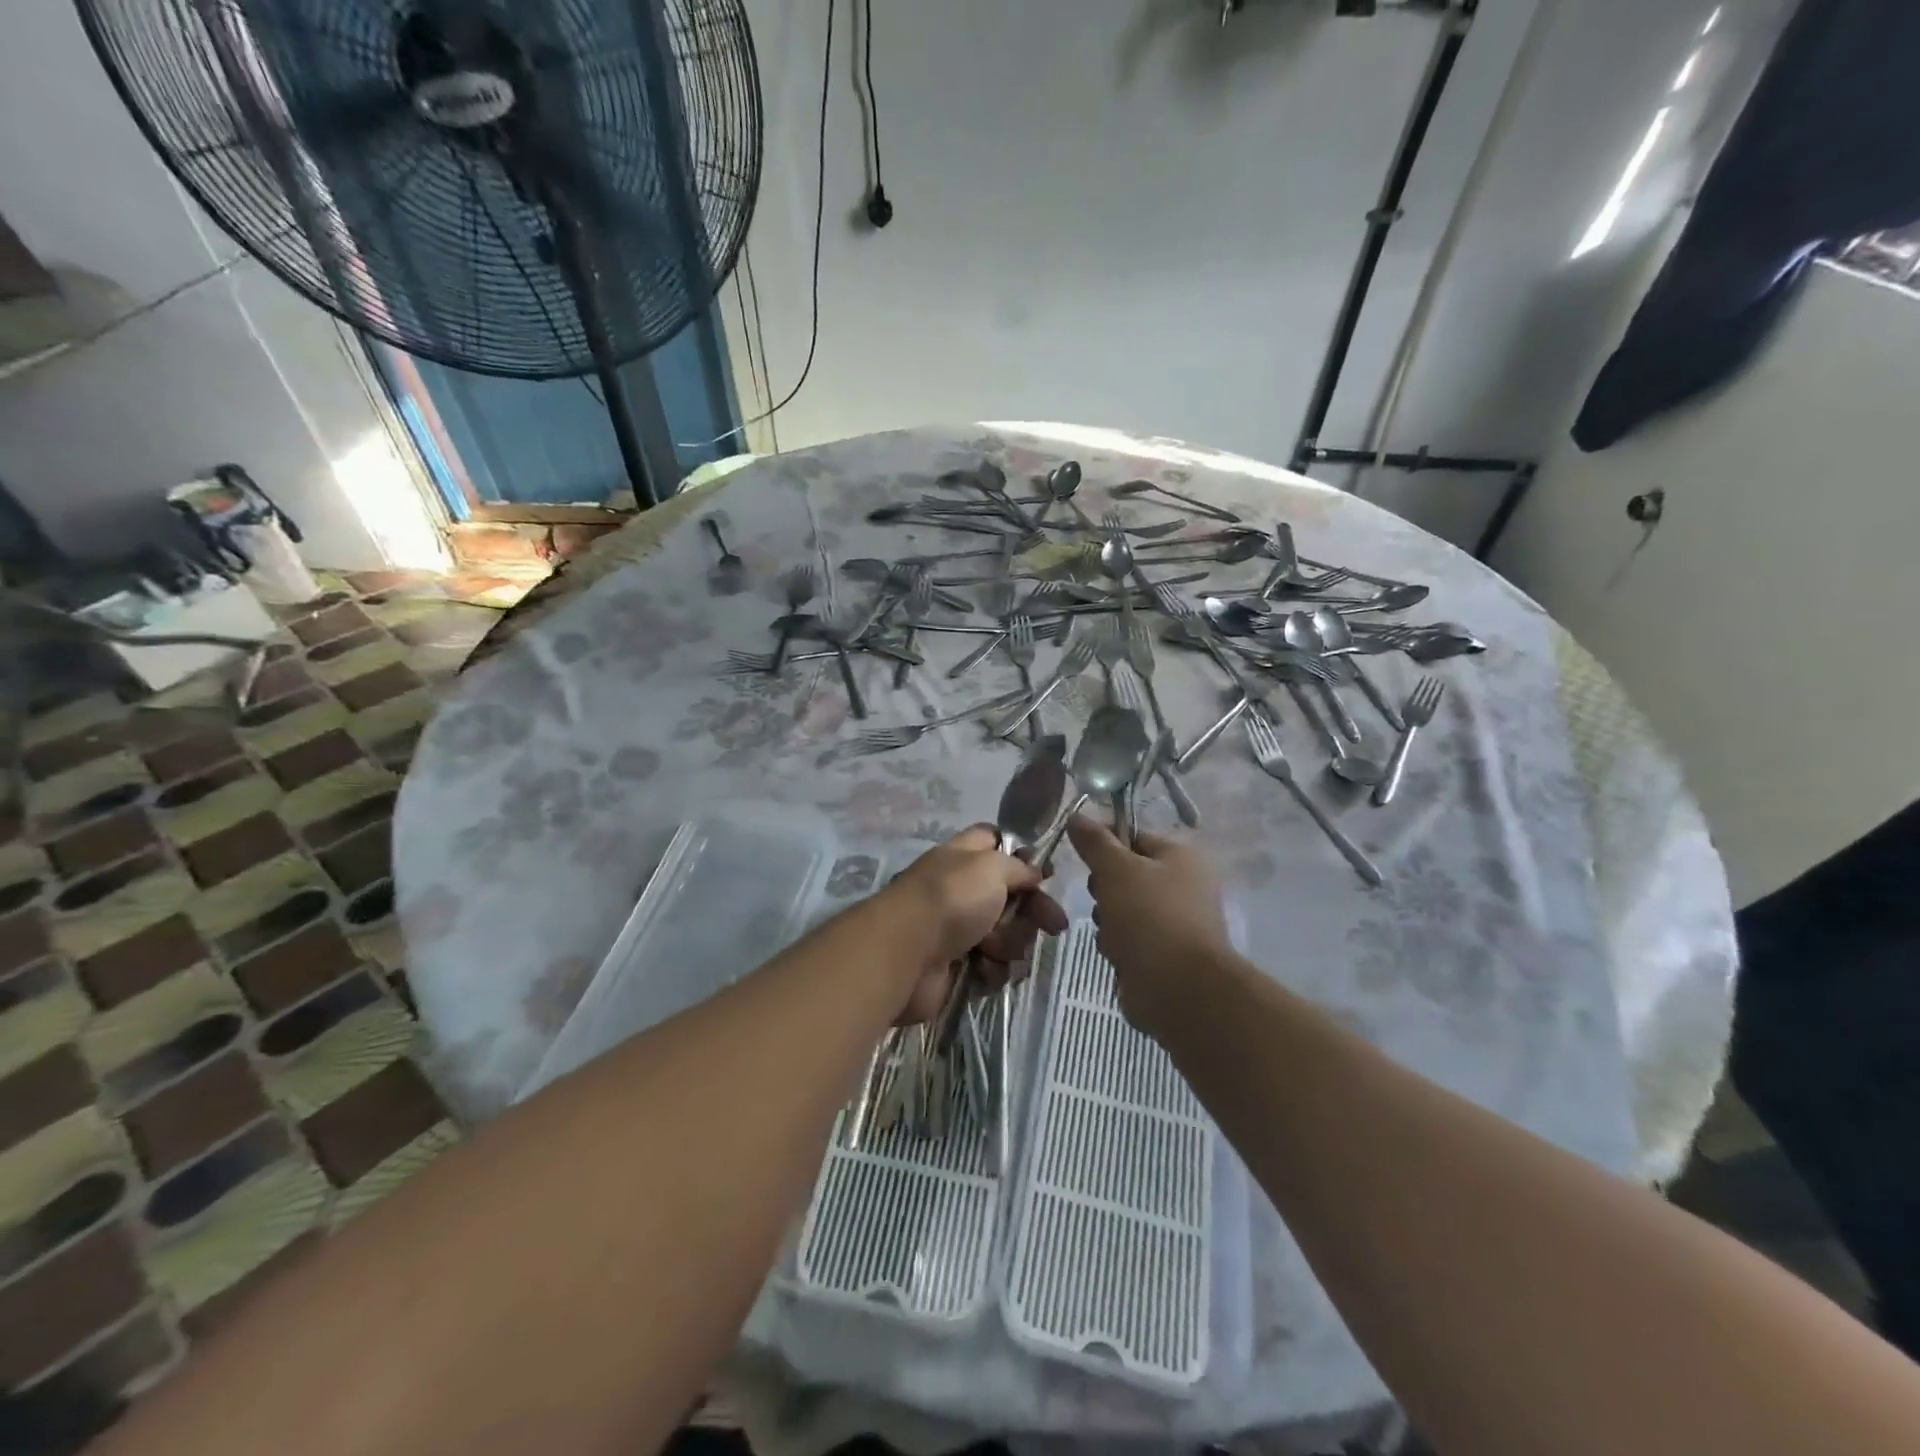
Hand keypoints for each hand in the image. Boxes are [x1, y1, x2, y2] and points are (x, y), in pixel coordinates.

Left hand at [884, 825, 1067, 1023]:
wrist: (906, 952)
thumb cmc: (951, 898)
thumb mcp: (992, 866)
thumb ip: (1019, 867)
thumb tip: (1033, 871)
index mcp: (966, 856)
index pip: (996, 841)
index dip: (1022, 854)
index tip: (1045, 874)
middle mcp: (962, 889)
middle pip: (1012, 896)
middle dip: (1033, 911)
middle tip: (1053, 924)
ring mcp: (958, 928)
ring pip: (1007, 934)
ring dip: (1011, 943)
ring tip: (995, 948)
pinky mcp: (957, 965)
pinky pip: (992, 966)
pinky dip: (992, 969)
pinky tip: (984, 969)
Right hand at [1066, 816, 1229, 1033]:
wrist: (1178, 989)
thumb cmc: (1150, 916)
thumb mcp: (1116, 868)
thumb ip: (1094, 841)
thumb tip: (1076, 815)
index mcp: (1181, 856)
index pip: (1133, 836)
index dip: (1104, 845)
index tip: (1084, 858)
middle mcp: (1183, 885)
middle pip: (1123, 874)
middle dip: (1104, 890)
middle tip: (1103, 899)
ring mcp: (1174, 922)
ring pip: (1120, 909)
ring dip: (1108, 922)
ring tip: (1114, 935)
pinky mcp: (1163, 954)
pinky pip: (1127, 939)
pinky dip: (1118, 947)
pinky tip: (1120, 956)